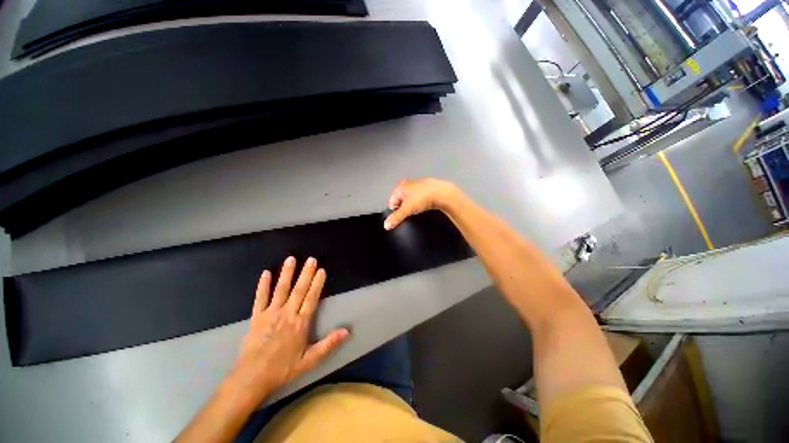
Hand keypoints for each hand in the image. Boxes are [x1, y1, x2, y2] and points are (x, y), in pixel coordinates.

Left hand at [224, 257, 349, 404]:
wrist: (252, 378)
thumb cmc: (283, 369)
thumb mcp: (310, 360)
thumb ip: (329, 344)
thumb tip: (347, 331)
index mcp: (300, 323)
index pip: (311, 298)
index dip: (317, 283)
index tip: (321, 270)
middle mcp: (287, 314)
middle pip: (298, 290)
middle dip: (306, 273)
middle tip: (311, 259)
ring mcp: (270, 314)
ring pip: (281, 290)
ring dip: (287, 273)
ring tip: (291, 259)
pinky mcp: (256, 317)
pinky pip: (260, 298)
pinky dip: (263, 285)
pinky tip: (266, 273)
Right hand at [384, 178, 459, 229]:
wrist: (443, 193)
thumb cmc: (425, 196)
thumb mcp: (407, 209)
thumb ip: (396, 218)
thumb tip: (387, 224)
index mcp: (400, 187)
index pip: (391, 202)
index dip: (394, 212)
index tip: (398, 217)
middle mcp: (408, 184)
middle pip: (401, 201)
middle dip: (404, 209)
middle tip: (410, 213)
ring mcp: (418, 187)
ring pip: (411, 201)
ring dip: (413, 207)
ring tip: (418, 210)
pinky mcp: (427, 190)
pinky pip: (420, 200)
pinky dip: (421, 204)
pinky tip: (425, 207)